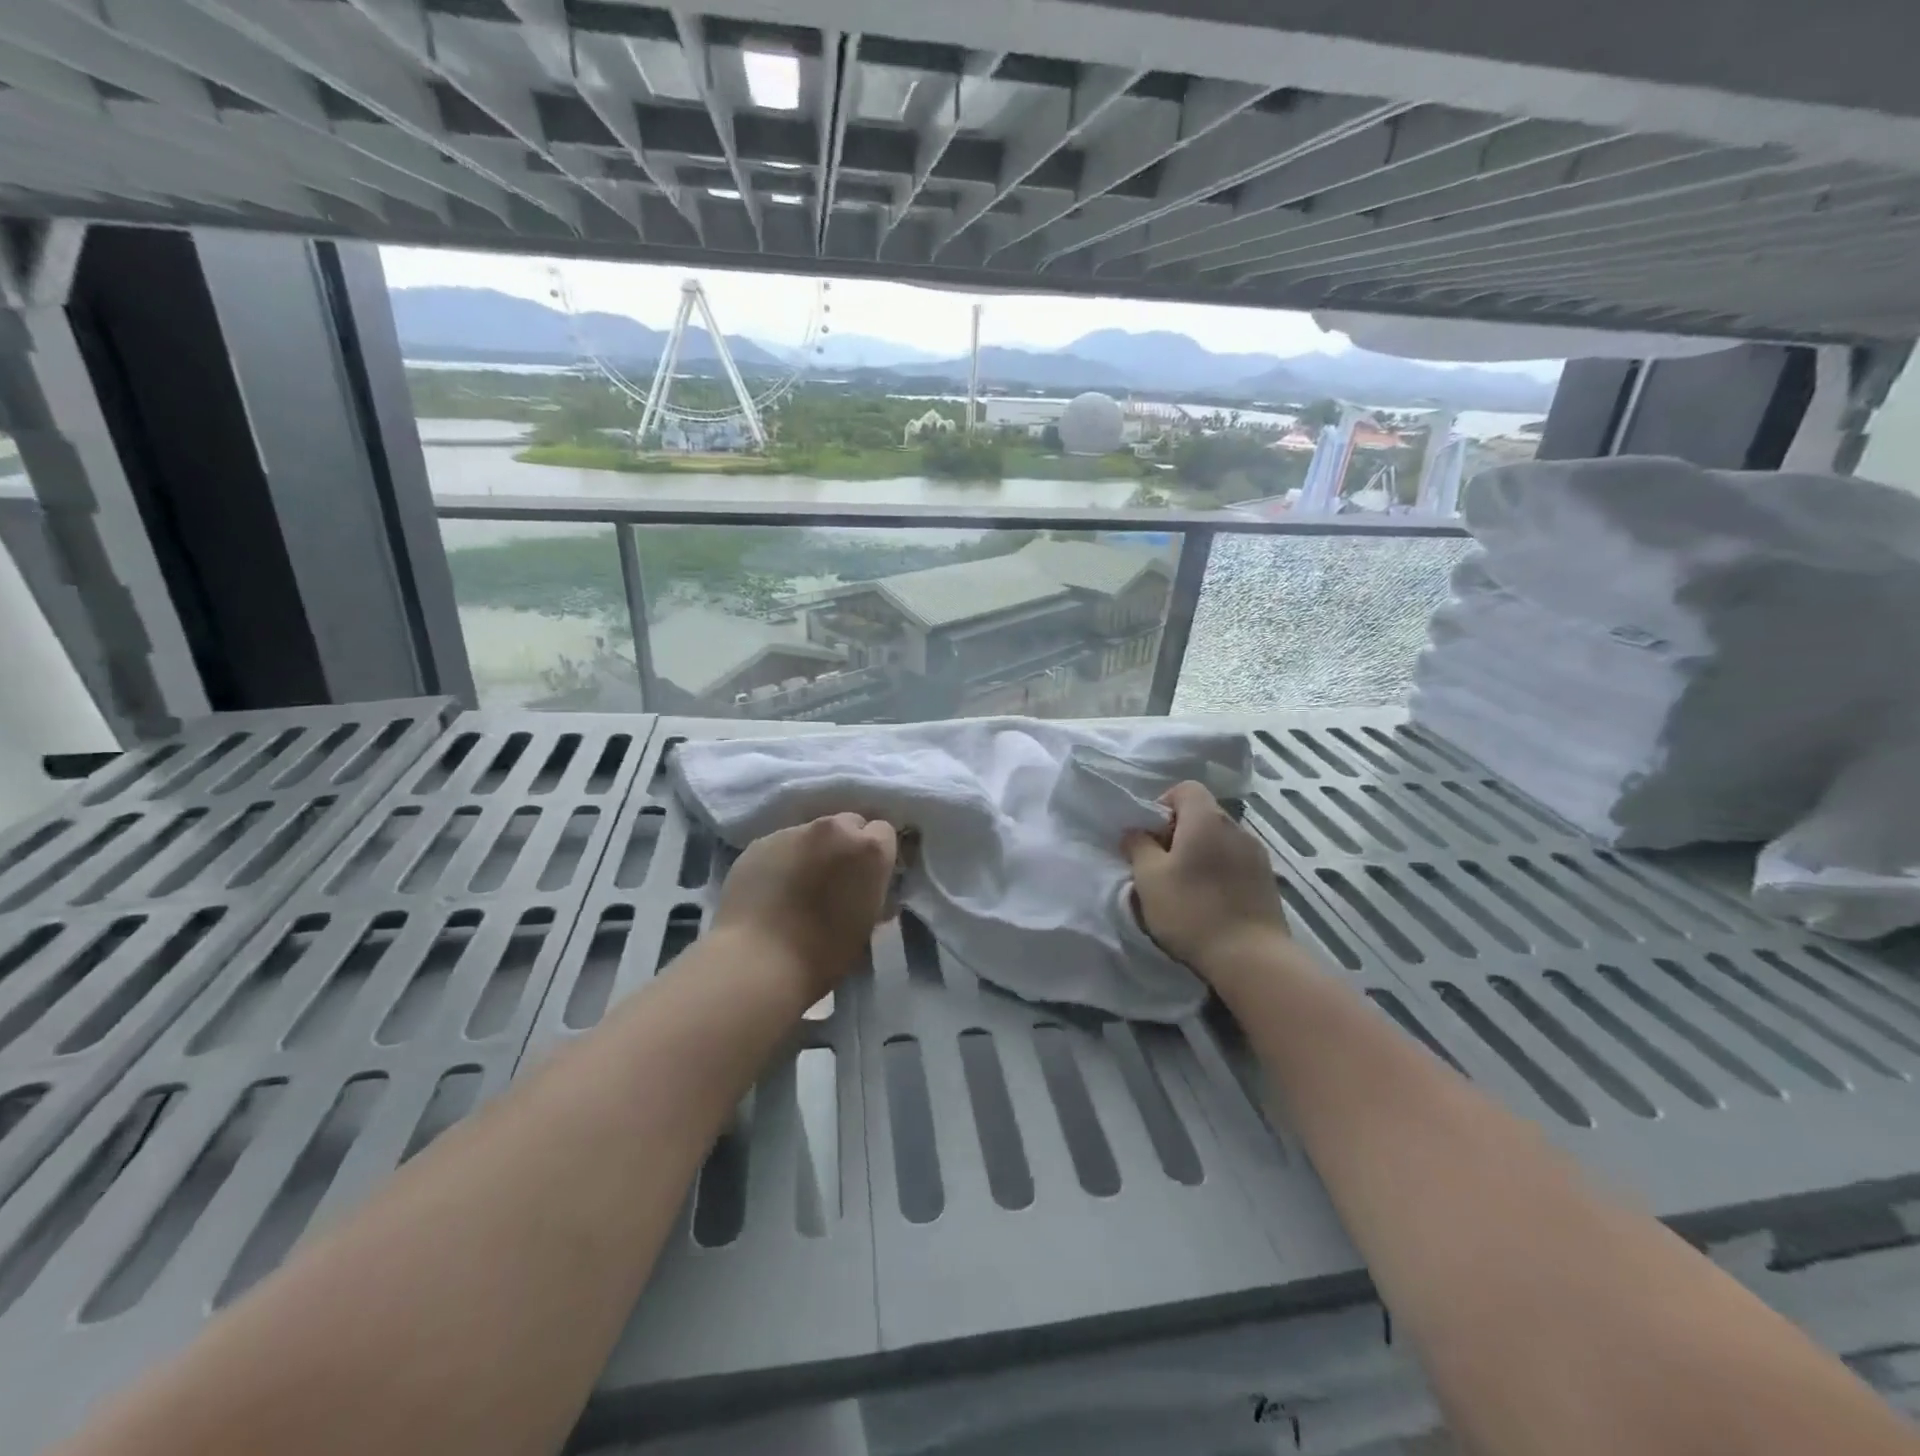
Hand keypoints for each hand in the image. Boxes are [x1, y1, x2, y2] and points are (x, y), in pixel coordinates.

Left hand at [711, 812, 897, 998]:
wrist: (759, 961)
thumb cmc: (825, 951)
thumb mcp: (868, 923)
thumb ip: (872, 891)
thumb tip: (865, 885)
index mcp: (869, 849)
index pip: (883, 832)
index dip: (875, 855)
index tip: (866, 877)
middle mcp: (833, 829)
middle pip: (847, 824)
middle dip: (845, 845)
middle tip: (834, 878)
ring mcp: (793, 832)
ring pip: (811, 834)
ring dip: (812, 851)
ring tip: (798, 885)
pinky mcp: (759, 843)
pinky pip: (780, 845)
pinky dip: (782, 860)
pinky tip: (772, 889)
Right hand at [1124, 781, 1290, 979]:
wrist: (1251, 958)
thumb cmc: (1192, 910)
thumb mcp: (1149, 878)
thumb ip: (1138, 846)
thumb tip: (1136, 832)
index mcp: (1206, 819)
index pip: (1185, 789)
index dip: (1163, 805)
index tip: (1150, 837)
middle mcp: (1236, 828)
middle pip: (1203, 814)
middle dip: (1178, 832)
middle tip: (1160, 865)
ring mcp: (1257, 855)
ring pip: (1219, 841)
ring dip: (1200, 854)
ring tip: (1185, 887)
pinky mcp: (1267, 882)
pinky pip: (1235, 863)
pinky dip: (1219, 872)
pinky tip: (1208, 902)